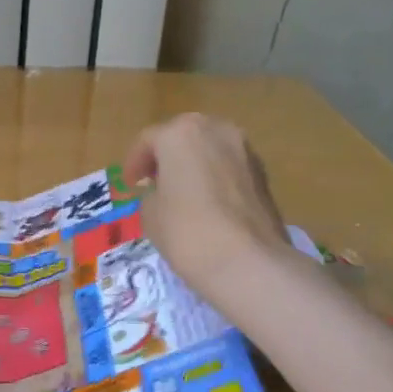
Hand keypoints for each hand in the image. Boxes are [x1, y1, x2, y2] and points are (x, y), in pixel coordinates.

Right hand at [122, 114, 292, 298]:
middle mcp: (215, 130)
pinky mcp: (263, 173)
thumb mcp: (150, 213)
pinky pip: (229, 167)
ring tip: (183, 192)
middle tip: (155, 181)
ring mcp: (244, 149)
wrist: (247, 261)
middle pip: (183, 137)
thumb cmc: (186, 231)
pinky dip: (215, 177)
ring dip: (194, 165)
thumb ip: (152, 193)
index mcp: (180, 133)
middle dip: (167, 157)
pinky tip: (208, 203)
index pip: (148, 140)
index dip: (134, 163)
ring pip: (210, 150)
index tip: (130, 184)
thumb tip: (163, 191)